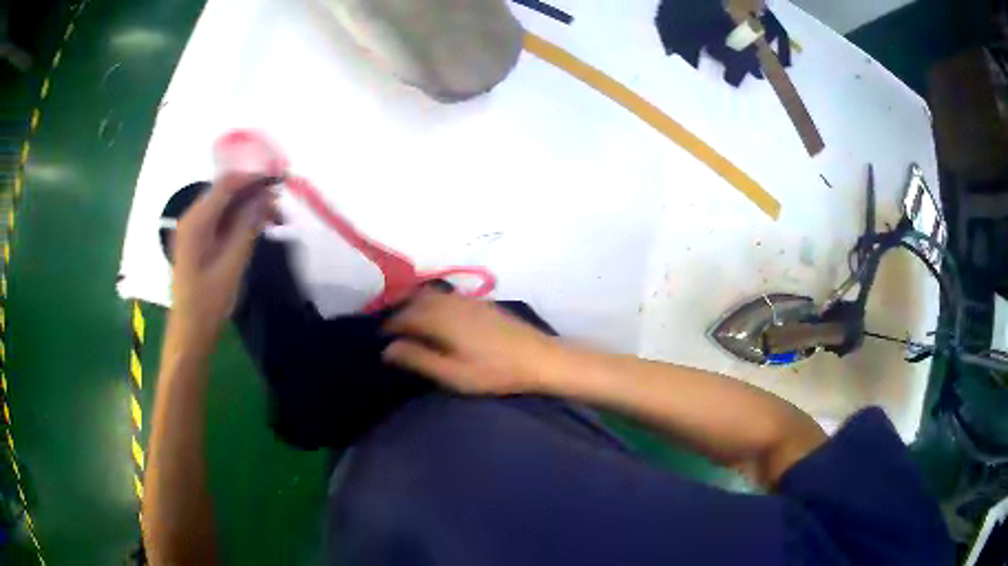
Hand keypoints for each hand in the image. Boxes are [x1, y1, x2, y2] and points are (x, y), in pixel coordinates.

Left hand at [170, 174, 277, 344]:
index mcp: (196, 222)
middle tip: (278, 203)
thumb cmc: (208, 303)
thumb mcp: (231, 265)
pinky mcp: (197, 241)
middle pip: (224, 192)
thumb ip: (247, 227)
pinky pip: (220, 220)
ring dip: (247, 206)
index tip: (278, 180)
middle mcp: (191, 219)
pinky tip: (255, 227)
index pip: (226, 185)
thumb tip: (266, 196)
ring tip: (271, 216)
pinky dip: (238, 219)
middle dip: (252, 192)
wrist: (189, 332)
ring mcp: (193, 230)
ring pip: (224, 205)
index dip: (252, 178)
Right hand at [383, 291, 562, 394]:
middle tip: (391, 330)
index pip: (404, 317)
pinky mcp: (480, 302)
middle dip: (400, 312)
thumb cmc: (494, 371)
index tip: (379, 338)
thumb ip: (419, 359)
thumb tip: (388, 349)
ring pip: (432, 295)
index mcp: (440, 319)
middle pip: (416, 300)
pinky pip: (447, 295)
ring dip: (416, 304)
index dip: (389, 326)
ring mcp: (467, 300)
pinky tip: (437, 317)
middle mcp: (450, 303)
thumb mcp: (453, 373)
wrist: (538, 358)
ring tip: (410, 323)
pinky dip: (433, 302)